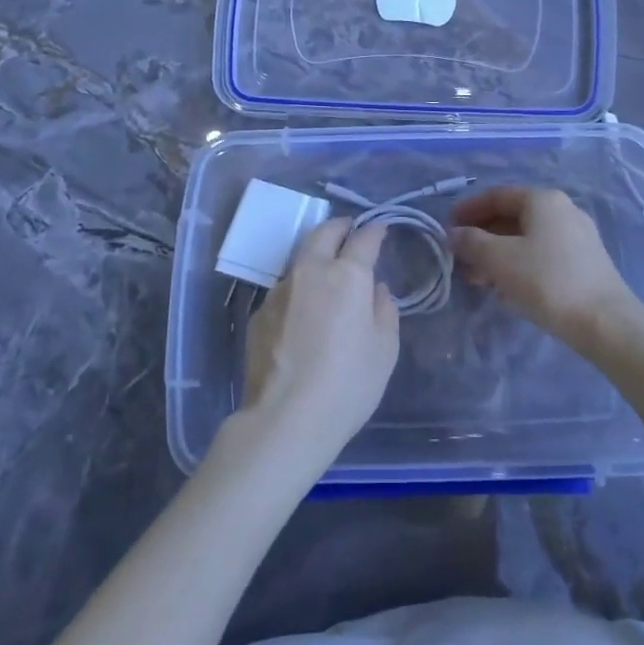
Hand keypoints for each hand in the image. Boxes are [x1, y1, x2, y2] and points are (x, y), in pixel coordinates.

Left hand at [239, 219, 399, 460]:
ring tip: (325, 273)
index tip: (380, 229)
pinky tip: (302, 313)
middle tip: (349, 229)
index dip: (375, 231)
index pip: (364, 239)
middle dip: (339, 226)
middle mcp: (310, 272)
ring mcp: (279, 291)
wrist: (286, 418)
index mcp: (347, 275)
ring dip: (315, 258)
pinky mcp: (259, 313)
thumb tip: (375, 290)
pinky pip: (284, 290)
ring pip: (300, 260)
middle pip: (323, 233)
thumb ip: (384, 310)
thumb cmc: (348, 383)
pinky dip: (298, 290)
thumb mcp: (384, 349)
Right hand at [451, 187, 639, 349]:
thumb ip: (471, 243)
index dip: (469, 210)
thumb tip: (454, 234)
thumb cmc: (547, 281)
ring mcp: (576, 237)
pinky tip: (504, 290)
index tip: (447, 228)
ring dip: (497, 255)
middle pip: (512, 217)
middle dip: (482, 237)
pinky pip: (541, 255)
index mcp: (543, 200)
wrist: (605, 322)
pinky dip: (518, 266)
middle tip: (459, 259)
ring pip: (526, 239)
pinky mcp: (584, 263)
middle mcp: (562, 211)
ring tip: (476, 280)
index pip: (497, 195)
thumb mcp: (500, 260)